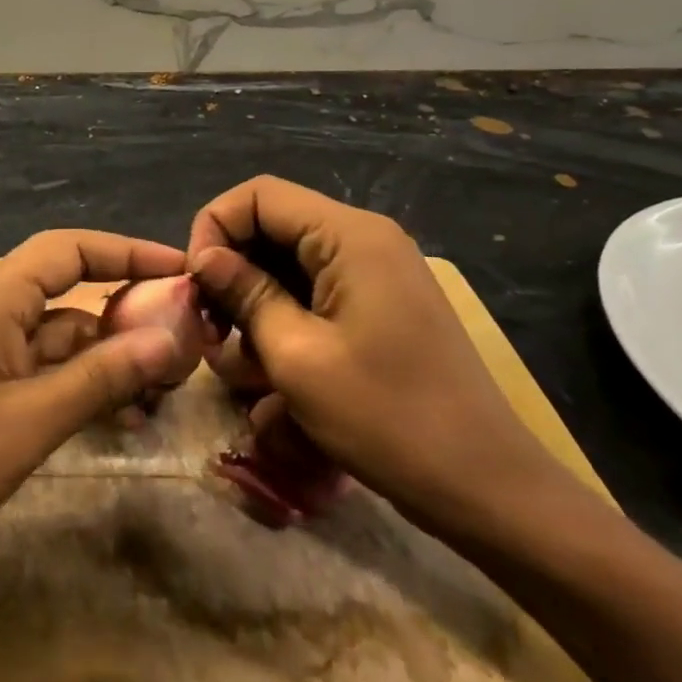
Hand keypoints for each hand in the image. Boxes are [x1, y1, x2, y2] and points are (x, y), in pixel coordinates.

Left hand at [0, 230, 194, 590]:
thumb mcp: (26, 422)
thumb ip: (98, 377)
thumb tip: (169, 335)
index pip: (70, 249)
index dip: (127, 251)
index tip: (182, 270)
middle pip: (72, 294)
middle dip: (129, 311)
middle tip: (189, 342)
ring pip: (62, 339)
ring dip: (110, 357)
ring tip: (167, 389)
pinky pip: (44, 375)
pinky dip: (82, 388)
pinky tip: (121, 417)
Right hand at [187, 176, 570, 535]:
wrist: (484, 485)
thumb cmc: (386, 417)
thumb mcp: (297, 356)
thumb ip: (245, 293)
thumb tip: (205, 258)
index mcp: (350, 236)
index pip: (259, 195)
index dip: (215, 227)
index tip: (197, 285)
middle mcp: (365, 238)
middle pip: (273, 224)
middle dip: (231, 267)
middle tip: (209, 326)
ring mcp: (377, 271)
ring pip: (289, 259)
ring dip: (253, 297)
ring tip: (236, 354)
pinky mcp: (380, 303)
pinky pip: (315, 288)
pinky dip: (283, 314)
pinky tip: (269, 362)